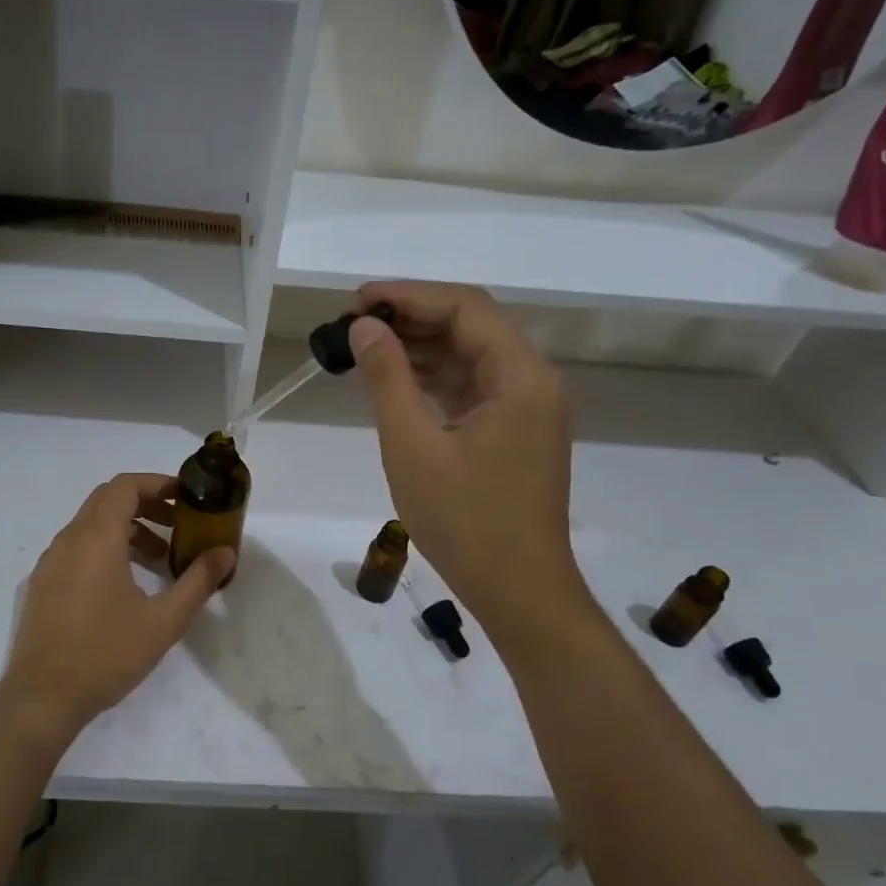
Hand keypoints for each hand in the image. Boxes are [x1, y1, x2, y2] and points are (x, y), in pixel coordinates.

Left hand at [2, 472, 236, 736]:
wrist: (42, 698)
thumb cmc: (106, 654)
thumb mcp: (163, 620)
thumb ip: (198, 581)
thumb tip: (226, 553)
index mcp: (96, 538)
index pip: (125, 486)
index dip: (158, 483)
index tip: (186, 498)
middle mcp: (69, 539)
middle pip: (108, 500)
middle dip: (147, 504)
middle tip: (179, 525)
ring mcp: (51, 561)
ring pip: (92, 524)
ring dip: (128, 529)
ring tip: (160, 560)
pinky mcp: (43, 584)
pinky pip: (78, 547)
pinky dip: (106, 548)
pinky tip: (126, 585)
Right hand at [347, 281, 587, 624]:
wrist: (518, 591)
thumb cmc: (465, 521)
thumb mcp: (412, 446)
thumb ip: (387, 378)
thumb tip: (364, 327)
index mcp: (520, 376)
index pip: (464, 308)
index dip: (408, 295)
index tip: (357, 299)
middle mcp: (532, 382)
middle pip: (470, 326)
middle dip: (411, 318)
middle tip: (354, 323)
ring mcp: (526, 409)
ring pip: (469, 356)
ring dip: (420, 347)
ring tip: (364, 347)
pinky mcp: (514, 432)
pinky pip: (471, 388)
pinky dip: (433, 378)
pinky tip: (393, 380)